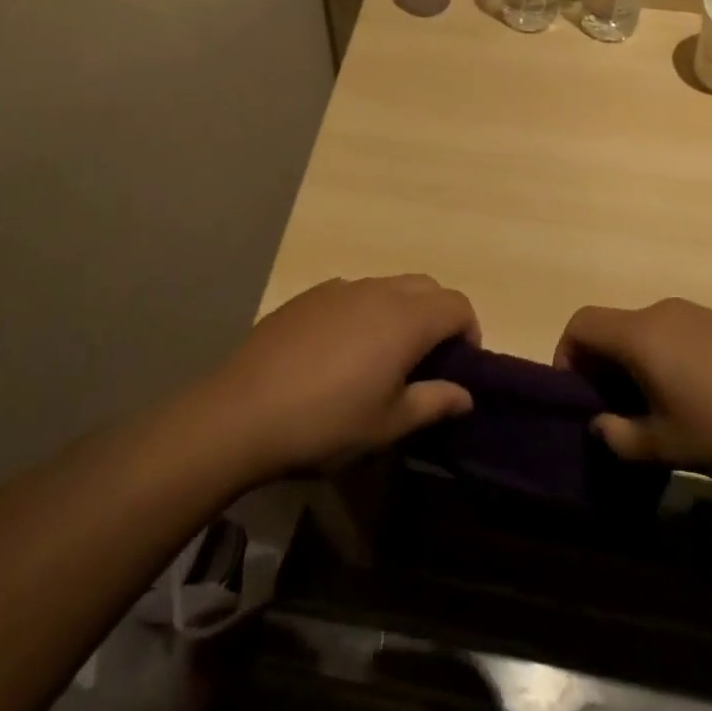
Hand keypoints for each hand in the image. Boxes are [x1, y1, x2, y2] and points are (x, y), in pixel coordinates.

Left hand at [212, 275, 479, 474]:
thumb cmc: (326, 423)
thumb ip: (434, 402)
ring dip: (402, 311)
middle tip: (428, 359)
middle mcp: (376, 291)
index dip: (469, 331)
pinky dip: (365, 311)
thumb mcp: (388, 424)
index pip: (457, 305)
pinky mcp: (307, 296)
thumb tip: (464, 394)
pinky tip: (340, 351)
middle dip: (439, 315)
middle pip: (426, 286)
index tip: (460, 366)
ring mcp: (338, 288)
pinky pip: (352, 293)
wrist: (242, 412)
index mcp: (405, 319)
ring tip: (383, 356)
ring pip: (388, 286)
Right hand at [555, 298, 711, 481]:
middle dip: (602, 368)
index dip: (566, 356)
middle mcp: (664, 312)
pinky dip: (666, 361)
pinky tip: (698, 402)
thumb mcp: (670, 446)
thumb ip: (621, 437)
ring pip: (645, 333)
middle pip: (612, 327)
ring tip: (658, 414)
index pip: (581, 324)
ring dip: (635, 367)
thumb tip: (600, 425)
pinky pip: (677, 335)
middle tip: (616, 415)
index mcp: (641, 334)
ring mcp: (699, 314)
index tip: (578, 398)